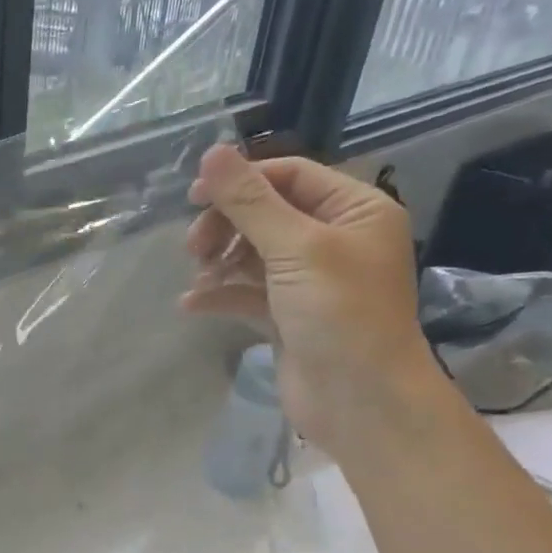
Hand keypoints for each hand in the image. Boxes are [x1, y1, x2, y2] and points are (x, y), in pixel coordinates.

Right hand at [180, 145, 435, 454]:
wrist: (360, 399)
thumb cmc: (339, 313)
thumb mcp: (295, 248)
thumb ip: (249, 202)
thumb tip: (211, 153)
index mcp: (355, 210)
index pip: (290, 176)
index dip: (241, 181)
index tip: (193, 197)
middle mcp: (335, 239)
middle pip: (267, 214)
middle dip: (227, 226)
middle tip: (194, 248)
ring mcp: (310, 280)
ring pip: (253, 254)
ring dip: (220, 262)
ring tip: (198, 277)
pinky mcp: (288, 315)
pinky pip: (248, 293)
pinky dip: (221, 294)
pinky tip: (192, 304)